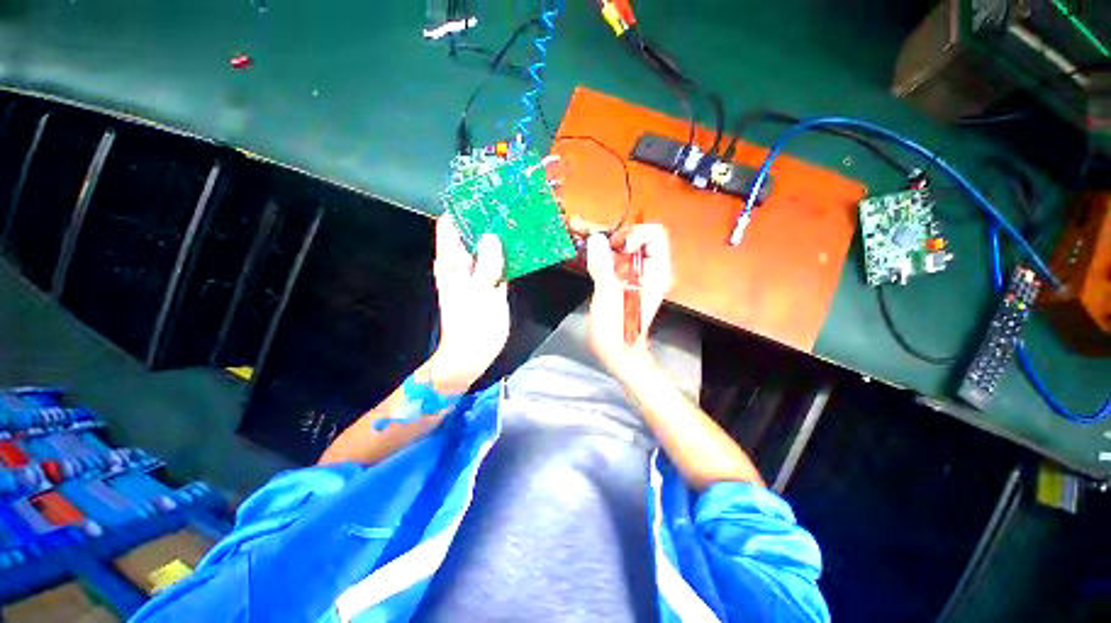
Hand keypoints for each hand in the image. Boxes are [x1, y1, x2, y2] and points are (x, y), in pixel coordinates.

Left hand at [429, 216, 509, 393]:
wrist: (472, 354)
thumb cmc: (472, 326)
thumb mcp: (480, 294)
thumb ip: (487, 264)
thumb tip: (493, 236)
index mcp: (451, 262)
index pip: (450, 224)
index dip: (464, 206)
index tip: (485, 193)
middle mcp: (462, 263)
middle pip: (472, 231)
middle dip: (488, 217)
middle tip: (511, 203)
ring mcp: (477, 273)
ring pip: (487, 246)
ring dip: (501, 234)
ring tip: (520, 218)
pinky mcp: (490, 283)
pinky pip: (499, 261)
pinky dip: (509, 252)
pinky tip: (524, 245)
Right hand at [583, 224, 672, 373]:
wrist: (617, 352)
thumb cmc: (617, 330)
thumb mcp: (609, 297)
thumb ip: (603, 266)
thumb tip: (596, 239)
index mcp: (655, 271)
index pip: (654, 234)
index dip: (634, 234)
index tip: (616, 248)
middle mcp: (647, 268)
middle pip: (632, 236)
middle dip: (608, 230)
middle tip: (582, 228)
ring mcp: (633, 273)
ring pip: (619, 245)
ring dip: (598, 237)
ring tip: (575, 229)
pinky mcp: (620, 279)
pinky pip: (610, 258)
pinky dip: (596, 250)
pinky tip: (580, 245)